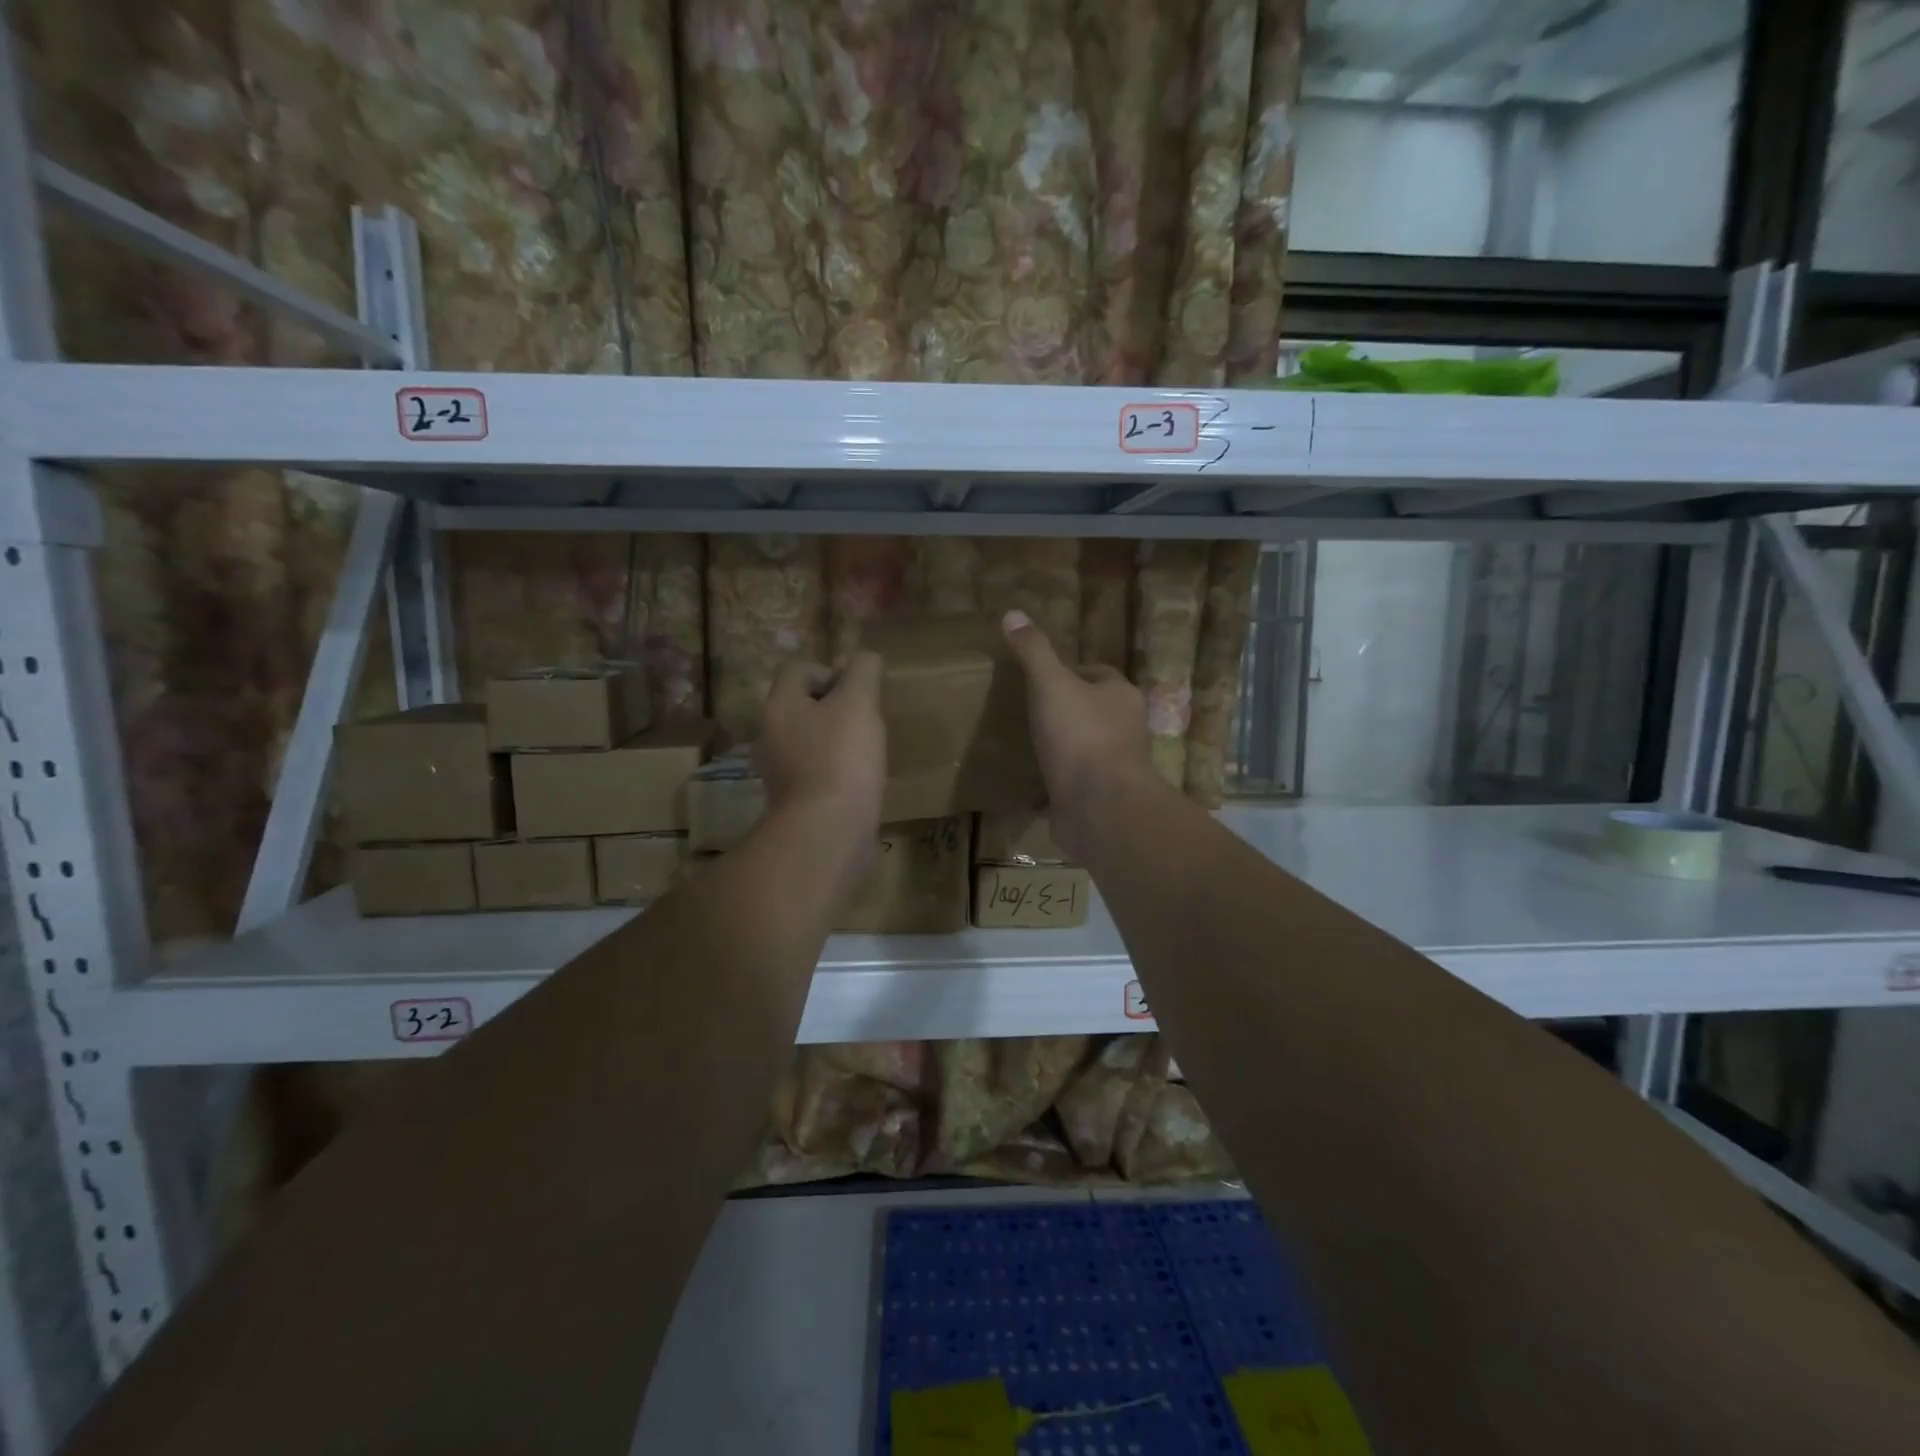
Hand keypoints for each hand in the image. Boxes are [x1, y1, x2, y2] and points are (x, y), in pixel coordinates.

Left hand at [755, 651, 885, 841]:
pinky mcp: (796, 800)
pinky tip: (860, 779)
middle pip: (803, 705)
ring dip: (838, 739)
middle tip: (866, 719)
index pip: (798, 668)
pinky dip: (838, 769)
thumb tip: (864, 657)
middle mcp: (771, 735)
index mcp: (780, 706)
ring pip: (811, 739)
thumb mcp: (858, 702)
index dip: (831, 670)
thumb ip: (862, 671)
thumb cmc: (842, 757)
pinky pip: (817, 770)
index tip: (858, 692)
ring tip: (867, 750)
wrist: (828, 831)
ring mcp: (780, 771)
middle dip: (837, 706)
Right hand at [1001, 609, 1156, 858]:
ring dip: (1063, 746)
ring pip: (1086, 747)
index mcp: (1121, 696)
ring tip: (1028, 744)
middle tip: (1030, 710)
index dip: (1070, 672)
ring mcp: (1115, 767)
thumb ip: (1034, 652)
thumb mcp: (1050, 684)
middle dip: (1067, 710)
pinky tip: (1032, 782)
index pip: (1098, 673)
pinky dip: (1058, 780)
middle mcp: (1126, 729)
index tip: (1040, 678)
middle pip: (1094, 710)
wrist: (1099, 808)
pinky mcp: (1101, 798)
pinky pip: (1076, 782)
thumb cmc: (1080, 737)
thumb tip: (1013, 613)